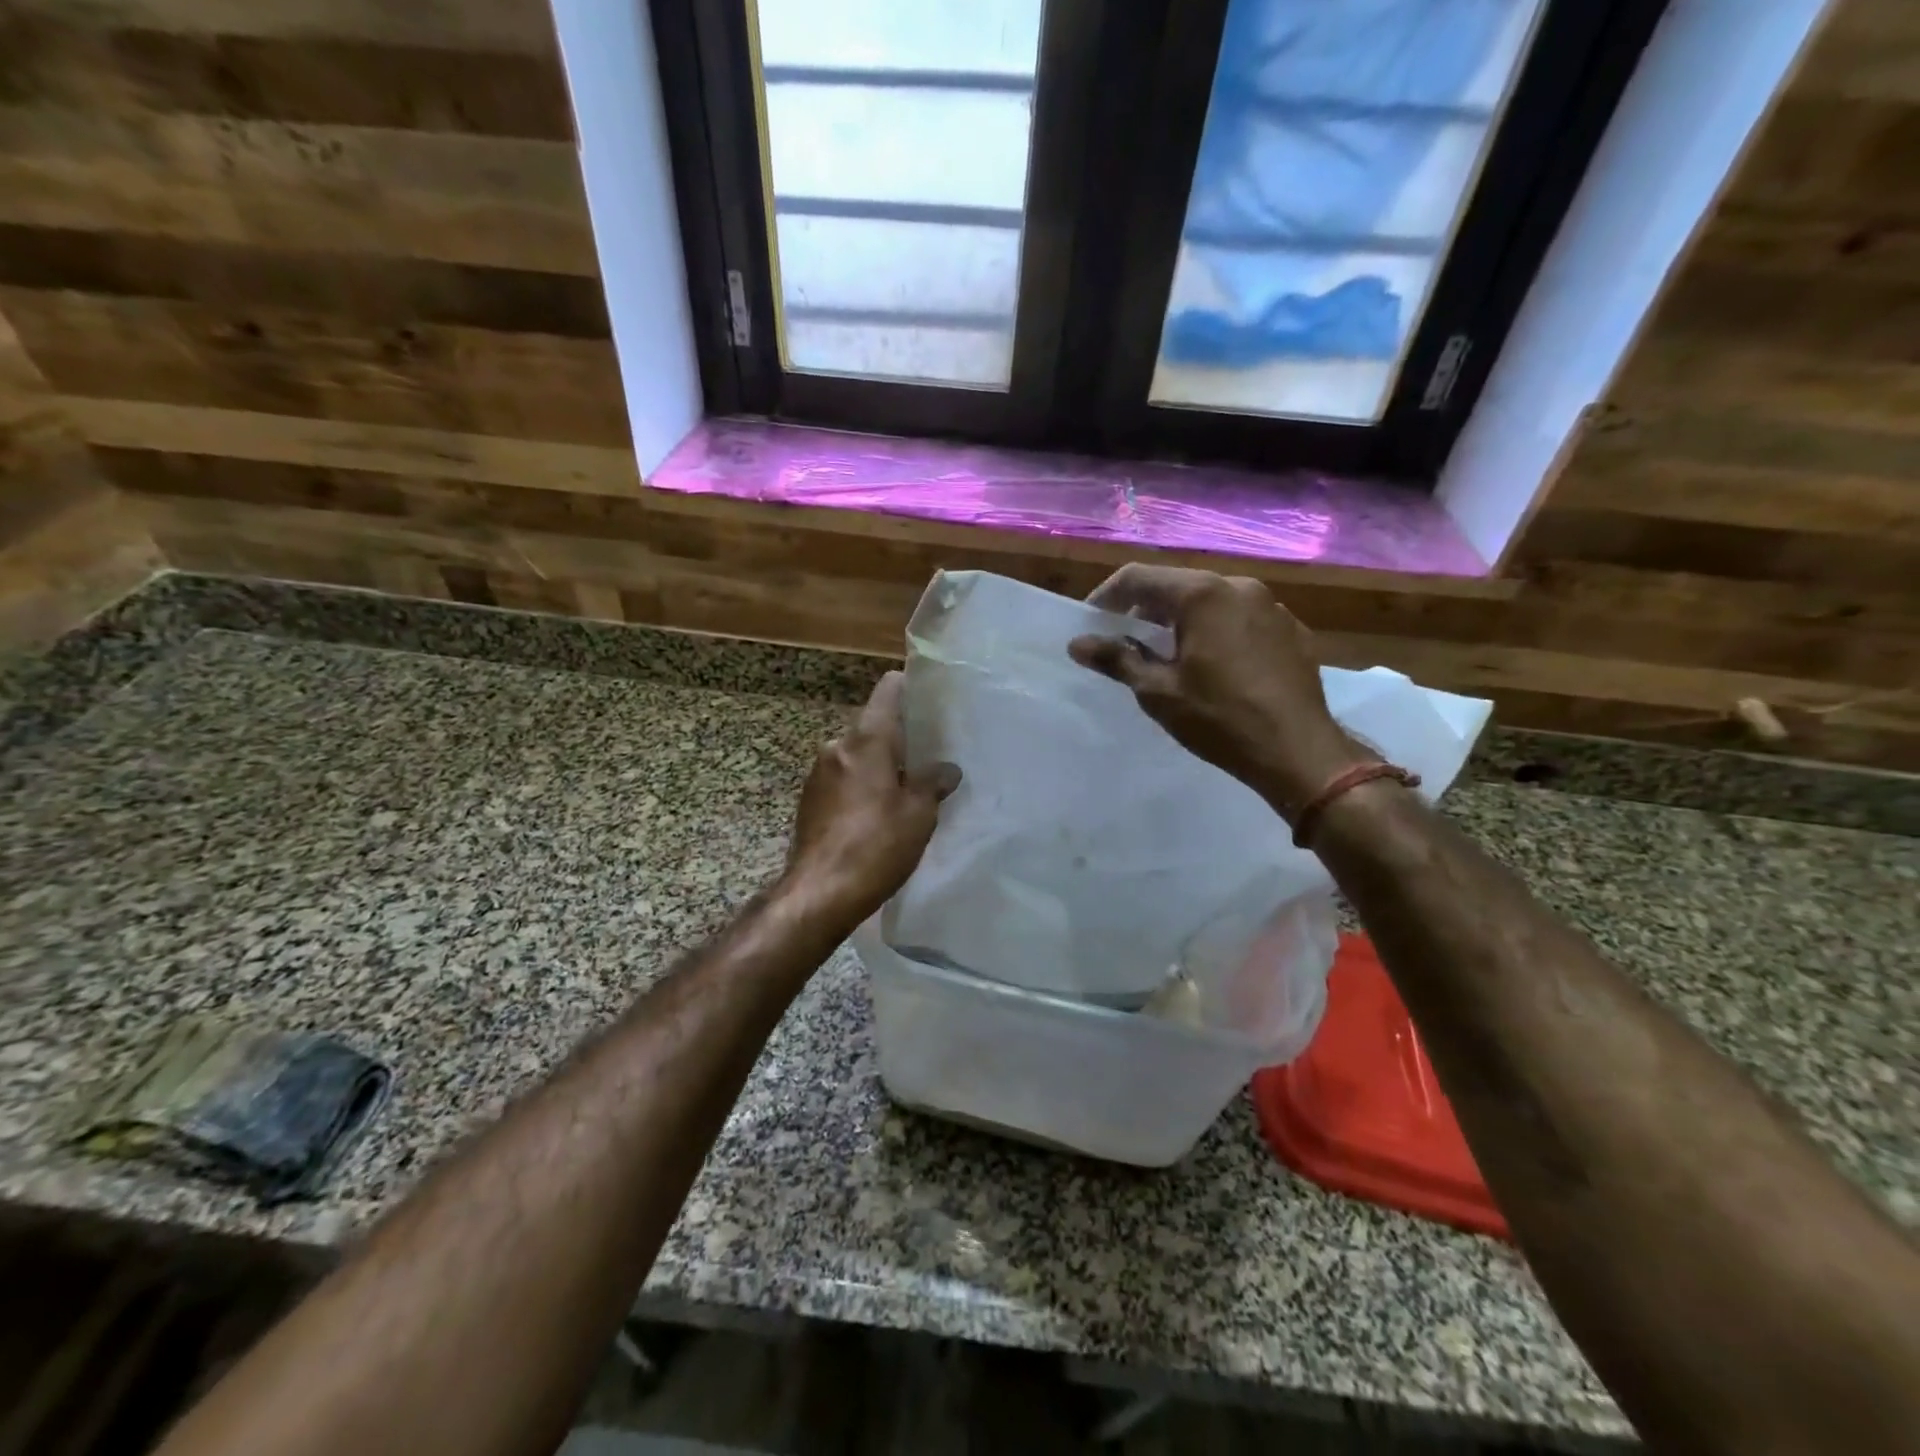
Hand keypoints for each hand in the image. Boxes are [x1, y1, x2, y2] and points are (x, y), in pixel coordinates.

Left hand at [781, 671, 958, 925]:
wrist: (819, 893)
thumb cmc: (876, 846)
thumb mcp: (918, 814)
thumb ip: (933, 783)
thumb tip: (947, 769)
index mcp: (866, 741)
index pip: (888, 691)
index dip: (910, 688)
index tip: (932, 699)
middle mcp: (837, 747)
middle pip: (874, 727)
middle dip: (900, 740)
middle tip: (930, 758)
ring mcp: (818, 774)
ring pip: (858, 756)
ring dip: (880, 767)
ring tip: (907, 791)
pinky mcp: (809, 801)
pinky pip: (844, 779)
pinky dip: (862, 786)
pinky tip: (878, 815)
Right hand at [1067, 565, 1368, 818]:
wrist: (1298, 751)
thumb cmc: (1220, 719)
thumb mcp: (1158, 691)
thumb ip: (1116, 659)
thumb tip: (1077, 644)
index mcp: (1202, 594)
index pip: (1139, 577)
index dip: (1107, 597)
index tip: (1091, 624)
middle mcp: (1239, 587)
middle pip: (1177, 586)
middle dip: (1144, 610)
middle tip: (1125, 643)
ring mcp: (1271, 606)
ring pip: (1211, 601)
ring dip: (1182, 621)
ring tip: (1167, 657)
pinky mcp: (1291, 629)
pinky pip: (1240, 619)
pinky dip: (1216, 631)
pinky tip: (1213, 667)